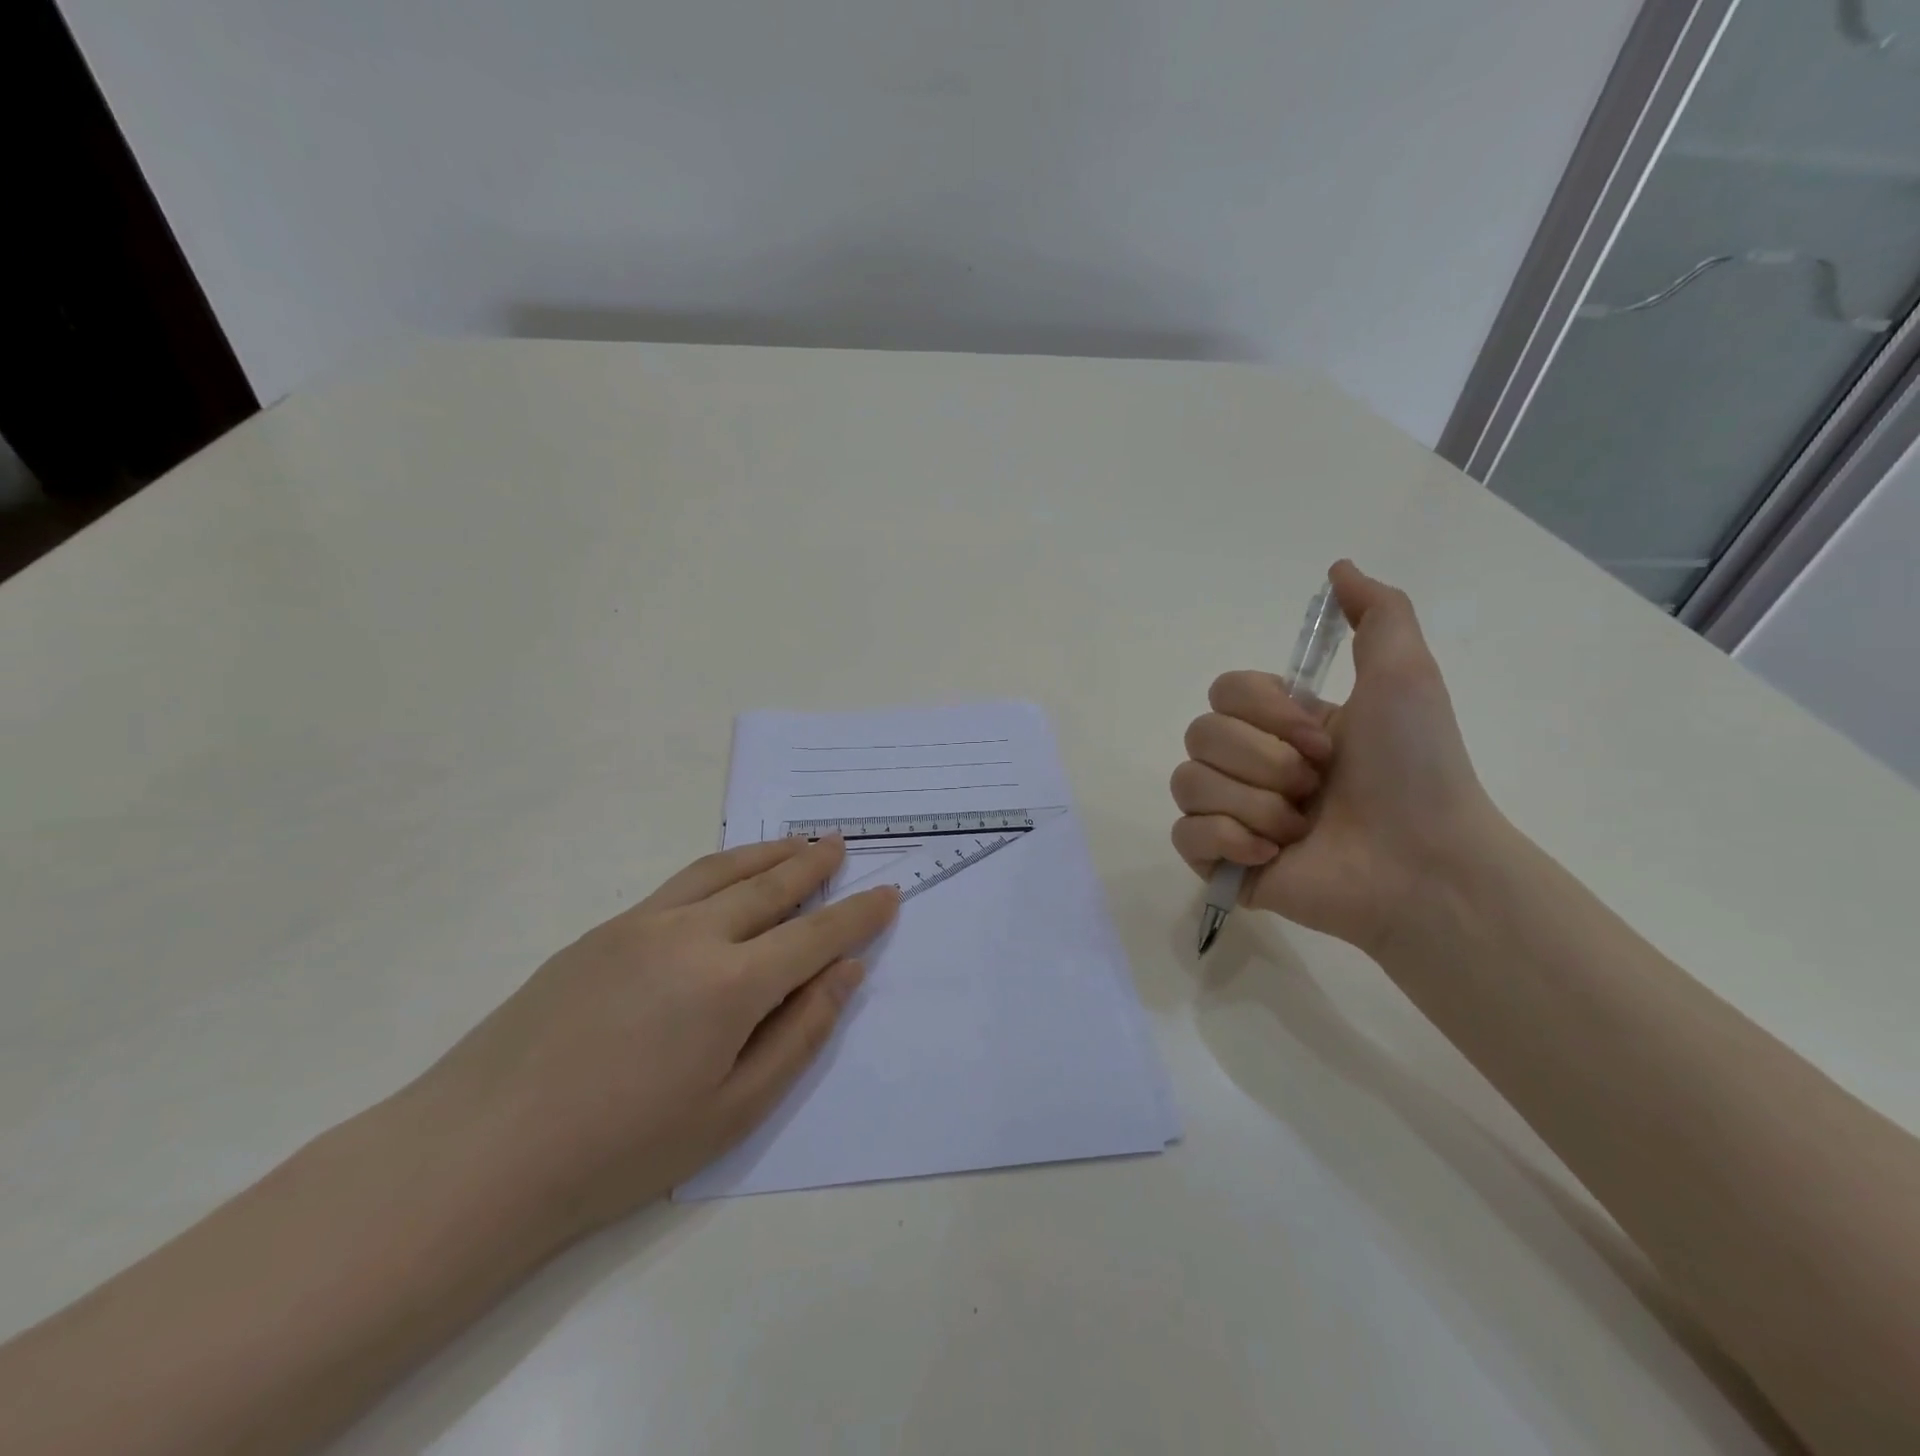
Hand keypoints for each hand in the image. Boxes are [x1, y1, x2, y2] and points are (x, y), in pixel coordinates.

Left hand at [416, 836, 897, 1237]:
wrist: (481, 1153)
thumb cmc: (620, 1150)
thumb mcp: (732, 1111)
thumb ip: (799, 1034)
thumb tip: (845, 972)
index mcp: (732, 985)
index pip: (816, 935)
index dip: (857, 914)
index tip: (887, 894)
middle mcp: (693, 935)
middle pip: (770, 887)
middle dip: (813, 865)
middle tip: (840, 846)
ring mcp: (643, 924)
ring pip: (723, 871)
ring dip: (768, 854)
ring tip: (797, 844)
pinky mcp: (604, 929)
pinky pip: (680, 883)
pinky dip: (720, 868)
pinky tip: (728, 875)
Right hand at [1172, 560, 1497, 954]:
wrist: (1423, 864)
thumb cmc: (1415, 770)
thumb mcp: (1405, 675)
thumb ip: (1378, 613)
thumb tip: (1338, 566)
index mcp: (1281, 725)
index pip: (1222, 692)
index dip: (1266, 713)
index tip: (1323, 740)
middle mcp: (1250, 764)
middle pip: (1199, 736)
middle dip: (1265, 762)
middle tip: (1315, 788)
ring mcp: (1231, 815)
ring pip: (1188, 784)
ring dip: (1255, 805)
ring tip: (1300, 830)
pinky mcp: (1221, 862)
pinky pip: (1185, 834)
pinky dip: (1227, 841)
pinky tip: (1270, 855)